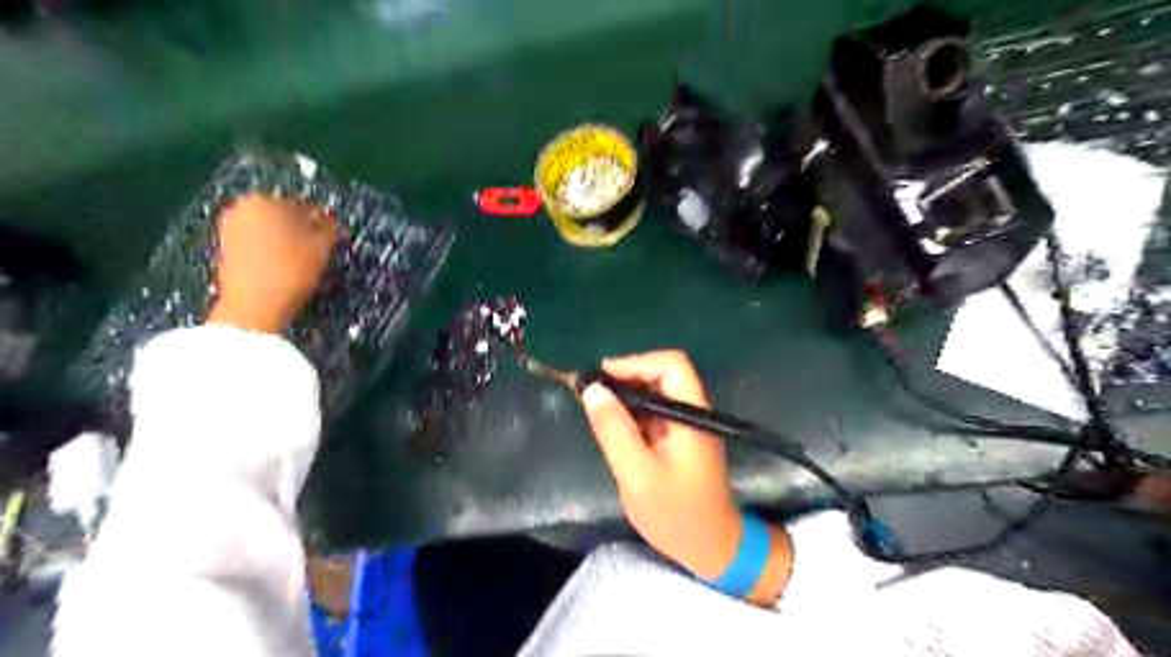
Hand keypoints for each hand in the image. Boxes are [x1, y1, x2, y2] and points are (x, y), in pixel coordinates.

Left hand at [205, 192, 337, 330]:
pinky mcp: (224, 251)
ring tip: (305, 261)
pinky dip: (272, 252)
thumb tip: (329, 223)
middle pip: (282, 216)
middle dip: (301, 230)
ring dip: (287, 242)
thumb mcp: (322, 247)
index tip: (334, 237)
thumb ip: (329, 229)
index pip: (303, 205)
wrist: (253, 306)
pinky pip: (257, 245)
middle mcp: (240, 208)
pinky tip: (286, 268)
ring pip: (270, 231)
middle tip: (321, 249)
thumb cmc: (290, 270)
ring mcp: (228, 229)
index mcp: (263, 200)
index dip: (322, 222)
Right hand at [580, 350, 790, 606]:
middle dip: (626, 376)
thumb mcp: (637, 474)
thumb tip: (593, 390)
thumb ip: (614, 430)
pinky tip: (611, 424)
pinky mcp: (679, 438)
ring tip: (594, 405)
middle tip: (591, 392)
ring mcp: (687, 424)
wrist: (711, 548)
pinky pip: (654, 411)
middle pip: (662, 374)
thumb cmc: (676, 514)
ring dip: (626, 394)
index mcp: (690, 415)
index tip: (601, 377)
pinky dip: (631, 411)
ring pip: (656, 392)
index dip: (635, 363)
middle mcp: (692, 412)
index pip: (671, 365)